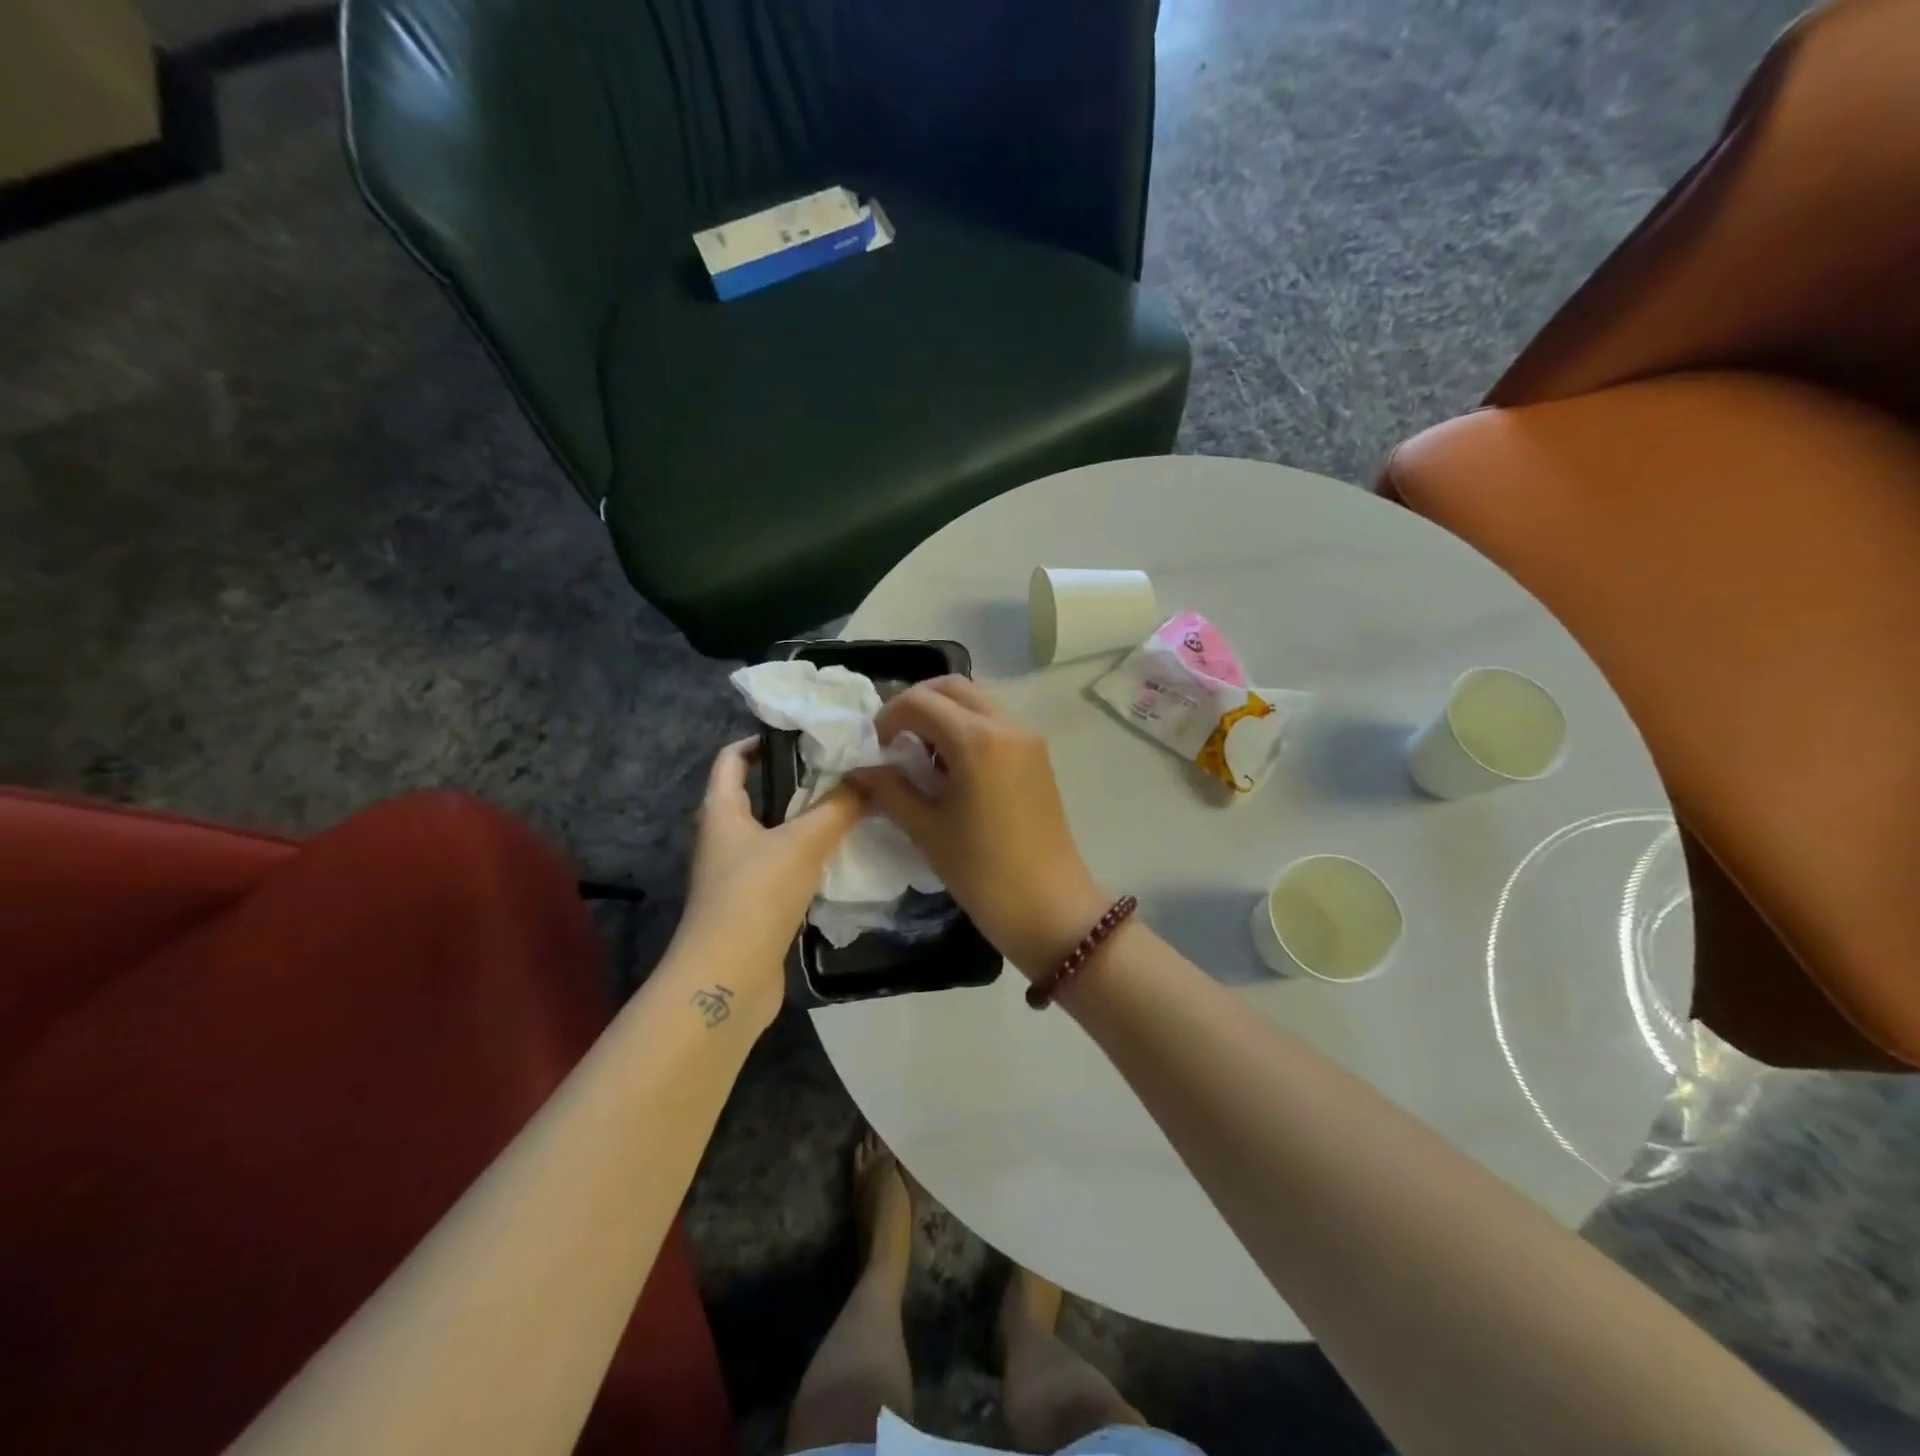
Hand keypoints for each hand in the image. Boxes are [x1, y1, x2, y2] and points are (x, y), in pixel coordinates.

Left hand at [671, 738, 862, 1027]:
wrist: (729, 977)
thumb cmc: (756, 894)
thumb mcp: (804, 842)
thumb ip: (840, 806)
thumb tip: (872, 776)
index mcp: (722, 812)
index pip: (731, 760)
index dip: (758, 741)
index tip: (800, 734)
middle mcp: (723, 840)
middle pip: (755, 797)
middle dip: (794, 781)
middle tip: (841, 770)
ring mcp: (737, 876)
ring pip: (773, 835)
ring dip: (805, 822)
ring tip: (850, 808)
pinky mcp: (753, 907)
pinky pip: (783, 869)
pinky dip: (808, 859)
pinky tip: (840, 858)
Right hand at [853, 678, 1108, 977]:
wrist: (1050, 907)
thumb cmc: (982, 872)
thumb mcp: (927, 830)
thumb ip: (890, 790)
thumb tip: (860, 770)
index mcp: (977, 740)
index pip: (921, 702)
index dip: (889, 717)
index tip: (875, 748)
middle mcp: (1006, 726)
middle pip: (952, 688)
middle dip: (916, 703)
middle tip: (893, 739)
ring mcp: (1028, 738)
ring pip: (977, 702)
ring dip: (943, 713)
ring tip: (921, 754)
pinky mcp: (1038, 755)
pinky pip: (995, 722)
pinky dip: (967, 728)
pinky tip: (952, 767)